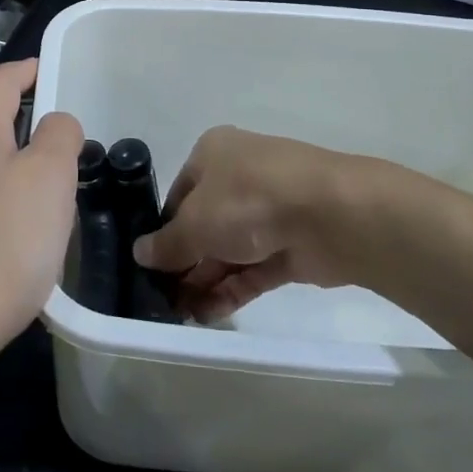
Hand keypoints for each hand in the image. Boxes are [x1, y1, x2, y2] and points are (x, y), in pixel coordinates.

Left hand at [0, 59, 84, 362]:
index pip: (0, 82)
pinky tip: (16, 247)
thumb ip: (59, 136)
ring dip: (14, 176)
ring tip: (47, 206)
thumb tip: (54, 125)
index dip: (27, 69)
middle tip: (66, 154)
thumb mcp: (51, 178)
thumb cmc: (4, 244)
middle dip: (27, 132)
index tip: (48, 70)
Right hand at [134, 126, 409, 321]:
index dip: (163, 230)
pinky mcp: (290, 246)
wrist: (331, 215)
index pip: (179, 194)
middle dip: (184, 262)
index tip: (149, 265)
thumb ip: (168, 243)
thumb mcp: (195, 221)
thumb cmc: (249, 199)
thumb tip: (140, 253)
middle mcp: (239, 177)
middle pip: (203, 224)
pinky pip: (252, 270)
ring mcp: (268, 213)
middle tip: (161, 299)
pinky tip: (207, 316)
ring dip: (204, 282)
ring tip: (179, 317)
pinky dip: (231, 290)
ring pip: (228, 250)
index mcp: (213, 154)